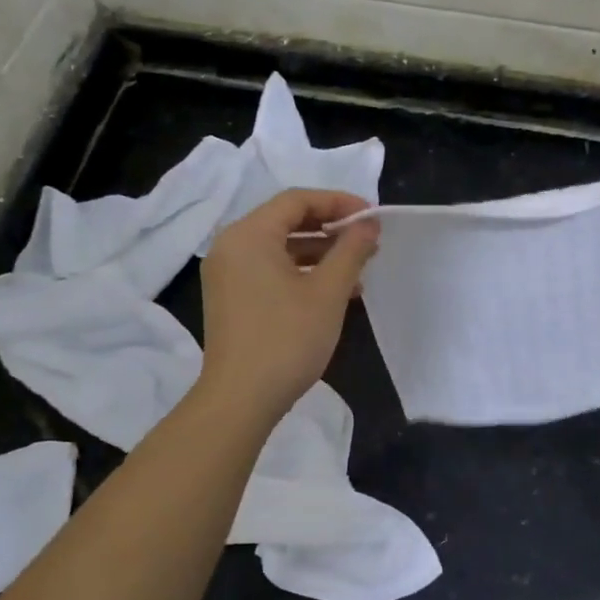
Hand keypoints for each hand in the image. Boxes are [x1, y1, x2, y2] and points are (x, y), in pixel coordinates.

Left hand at [197, 189, 379, 419]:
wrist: (241, 398)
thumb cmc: (287, 339)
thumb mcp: (328, 292)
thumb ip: (351, 251)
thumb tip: (368, 225)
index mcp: (249, 235)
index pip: (297, 200)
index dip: (338, 203)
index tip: (371, 217)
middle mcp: (231, 246)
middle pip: (286, 221)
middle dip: (330, 229)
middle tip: (367, 241)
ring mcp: (227, 274)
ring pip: (280, 249)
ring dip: (319, 253)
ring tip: (357, 270)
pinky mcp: (231, 299)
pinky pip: (269, 271)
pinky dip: (301, 273)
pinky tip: (333, 292)